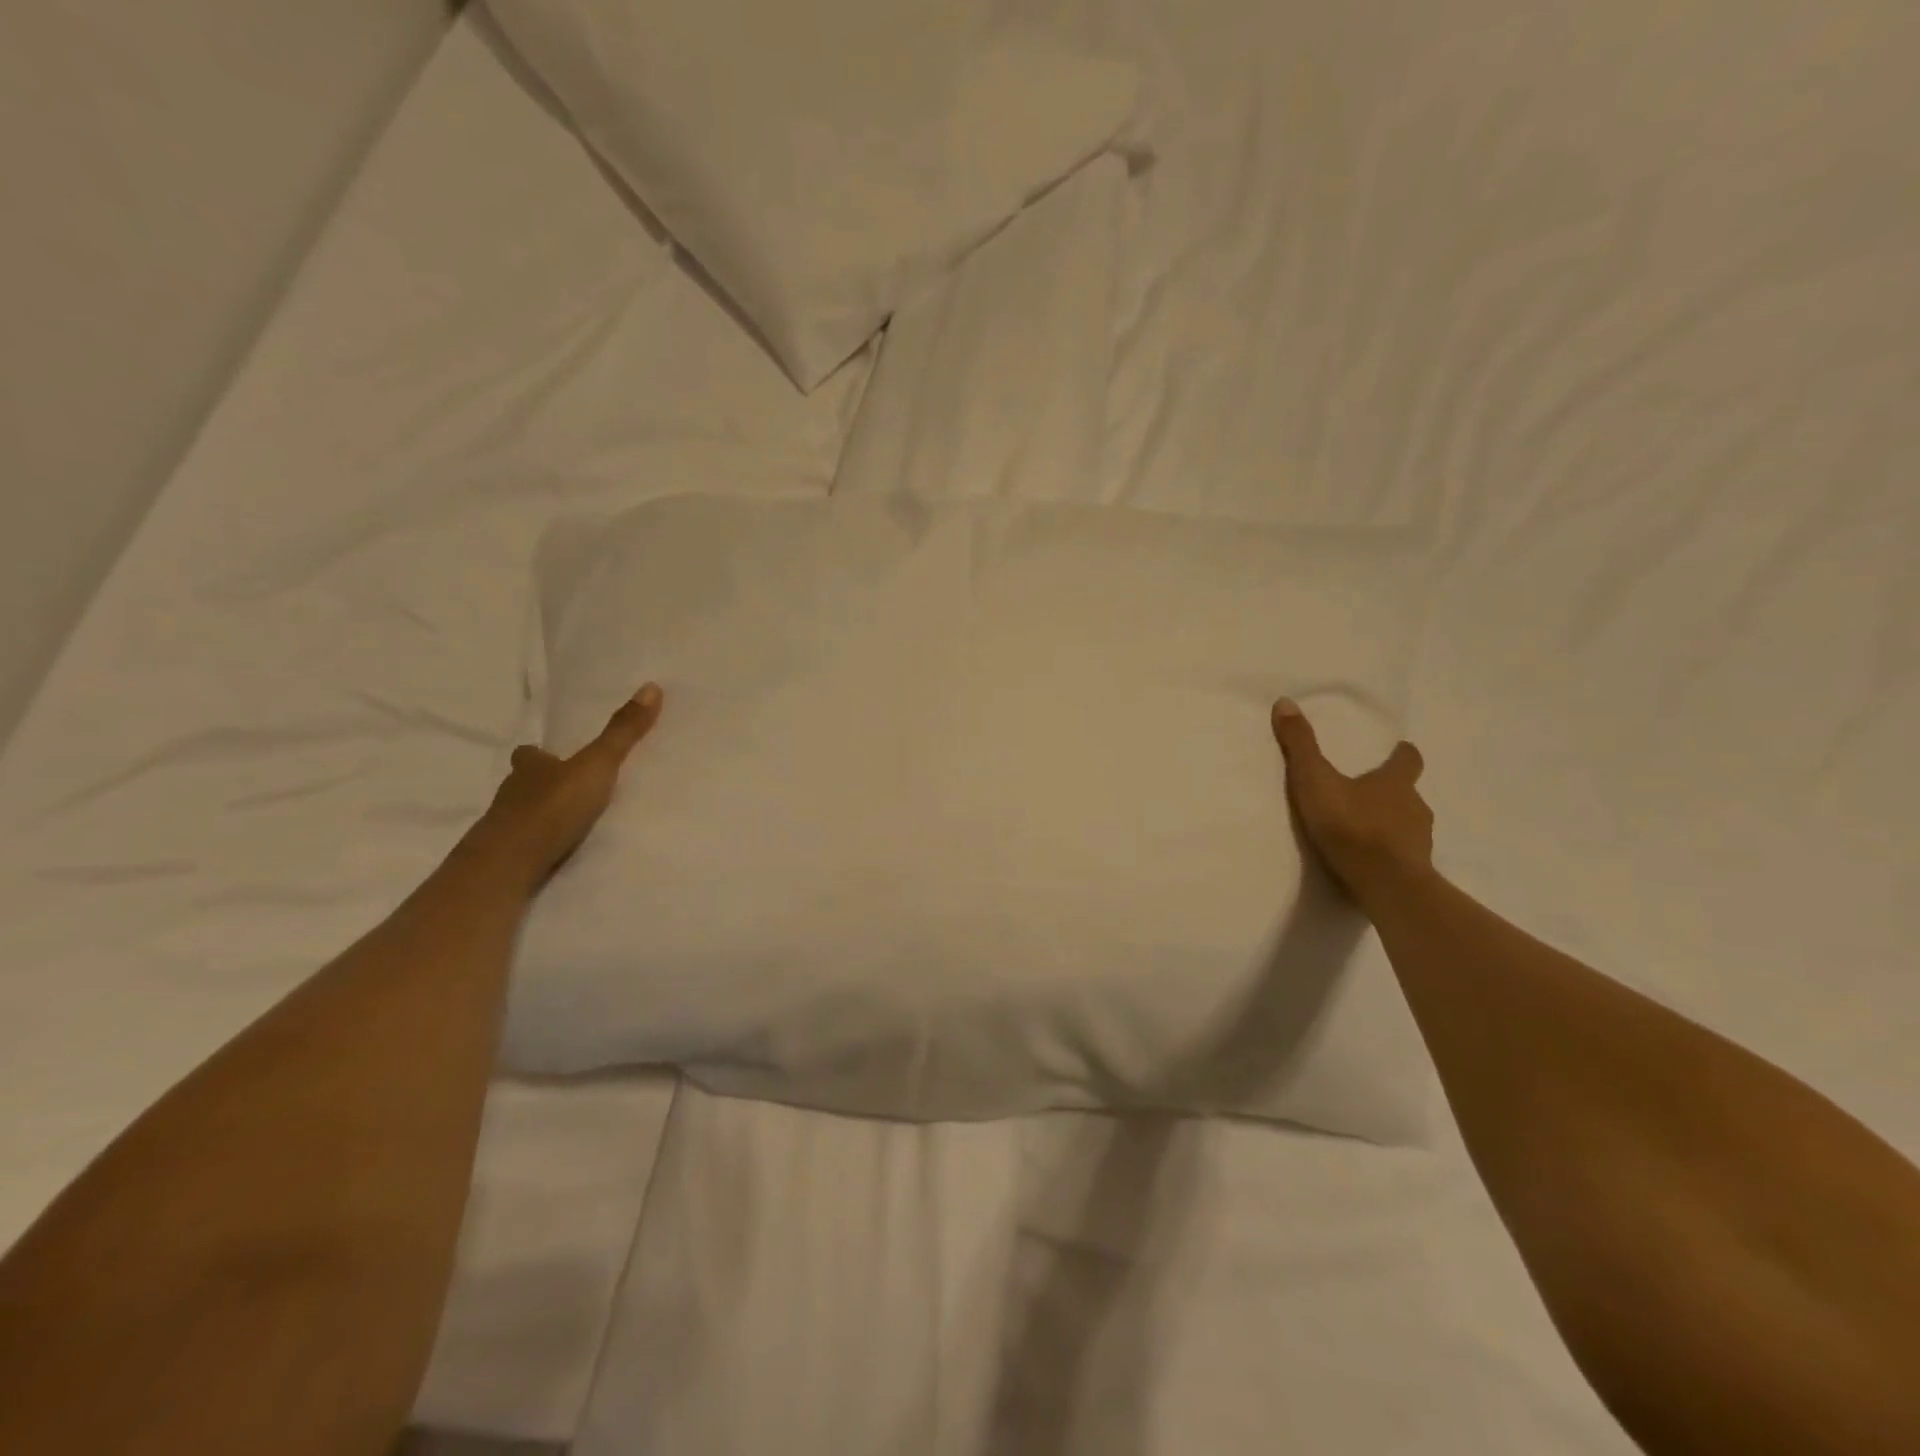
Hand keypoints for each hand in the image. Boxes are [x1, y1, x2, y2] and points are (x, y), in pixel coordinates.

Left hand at [471, 683, 664, 886]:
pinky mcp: (509, 859)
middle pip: (525, 783)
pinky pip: (527, 846)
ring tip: (573, 823)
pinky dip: (541, 845)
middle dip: (543, 784)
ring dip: (543, 816)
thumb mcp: (597, 765)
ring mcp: (506, 828)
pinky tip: (561, 851)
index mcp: (529, 767)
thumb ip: (622, 733)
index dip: (540, 754)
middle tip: (570, 788)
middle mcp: (512, 793)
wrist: (511, 864)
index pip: (529, 754)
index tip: (553, 755)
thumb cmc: (551, 806)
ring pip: (524, 815)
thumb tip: (651, 686)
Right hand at [1271, 698, 1433, 906]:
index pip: (1408, 761)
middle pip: (1408, 793)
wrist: (1385, 883)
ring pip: (1408, 825)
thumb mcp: (1315, 780)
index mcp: (1395, 782)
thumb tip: (1285, 702)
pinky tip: (1372, 861)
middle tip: (1371, 793)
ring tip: (1368, 831)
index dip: (1403, 754)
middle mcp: (1415, 807)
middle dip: (1393, 792)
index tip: (1400, 749)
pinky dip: (1391, 853)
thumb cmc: (1351, 825)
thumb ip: (1300, 745)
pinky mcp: (1416, 871)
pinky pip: (1404, 856)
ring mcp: (1419, 842)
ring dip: (1392, 824)